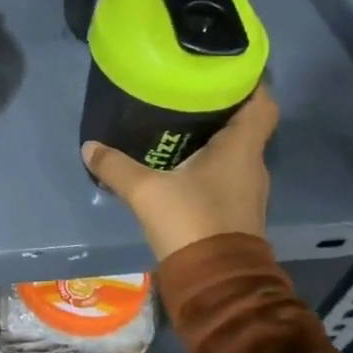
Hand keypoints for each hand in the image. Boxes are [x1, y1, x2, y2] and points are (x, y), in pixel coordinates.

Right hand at [81, 86, 277, 259]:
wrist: (216, 282)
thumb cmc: (191, 222)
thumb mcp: (146, 191)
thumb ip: (116, 166)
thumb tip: (89, 147)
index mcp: (241, 149)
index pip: (262, 103)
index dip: (250, 83)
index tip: (224, 70)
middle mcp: (251, 165)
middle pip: (245, 125)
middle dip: (219, 108)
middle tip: (186, 93)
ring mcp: (247, 191)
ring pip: (234, 152)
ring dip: (213, 138)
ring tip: (177, 124)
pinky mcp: (237, 211)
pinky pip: (226, 175)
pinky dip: (208, 164)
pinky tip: (179, 165)